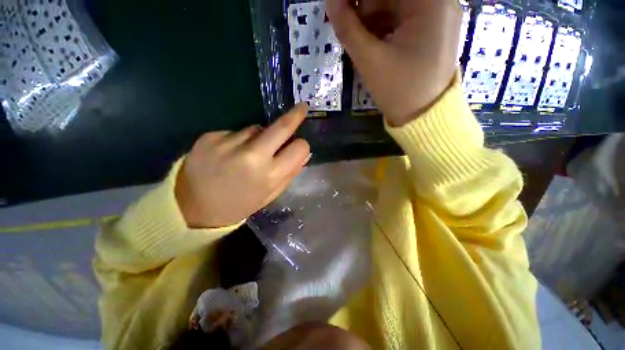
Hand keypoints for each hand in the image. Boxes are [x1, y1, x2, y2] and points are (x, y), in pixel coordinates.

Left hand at [175, 104, 310, 228]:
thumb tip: (304, 154)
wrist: (193, 208)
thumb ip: (289, 174)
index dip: (302, 146)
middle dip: (295, 116)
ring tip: (246, 153)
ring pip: (256, 128)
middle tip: (302, 107)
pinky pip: (235, 132)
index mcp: (269, 175)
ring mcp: (229, 143)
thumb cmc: (238, 205)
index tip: (299, 145)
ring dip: (259, 136)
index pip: (299, 149)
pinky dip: (238, 139)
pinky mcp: (210, 136)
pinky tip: (228, 153)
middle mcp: (251, 156)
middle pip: (281, 127)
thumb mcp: (269, 195)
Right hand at [327, 0, 461, 125]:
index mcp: (430, 2)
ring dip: (374, 21)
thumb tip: (331, 2)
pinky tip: (376, 46)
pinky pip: (404, 19)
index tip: (343, 12)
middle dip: (367, 11)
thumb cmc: (399, 90)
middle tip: (351, 30)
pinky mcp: (434, 31)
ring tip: (364, 44)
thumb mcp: (370, 60)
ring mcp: (439, 16)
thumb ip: (348, 28)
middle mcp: (440, 2)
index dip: (360, 2)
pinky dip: (386, 28)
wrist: (424, 118)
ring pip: (397, 7)